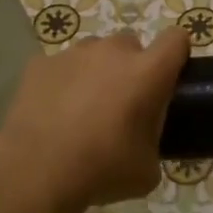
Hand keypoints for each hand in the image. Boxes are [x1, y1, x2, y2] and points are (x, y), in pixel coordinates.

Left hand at [0, 29, 190, 211]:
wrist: (36, 173)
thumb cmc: (103, 169)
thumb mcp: (148, 168)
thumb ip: (155, 141)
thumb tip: (145, 141)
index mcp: (148, 72)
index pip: (176, 39)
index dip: (176, 54)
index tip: (169, 77)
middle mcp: (113, 52)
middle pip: (132, 45)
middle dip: (132, 67)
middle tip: (123, 103)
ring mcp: (73, 54)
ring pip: (95, 53)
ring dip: (97, 72)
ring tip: (84, 108)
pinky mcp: (40, 64)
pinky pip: (61, 66)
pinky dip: (63, 82)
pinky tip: (53, 112)